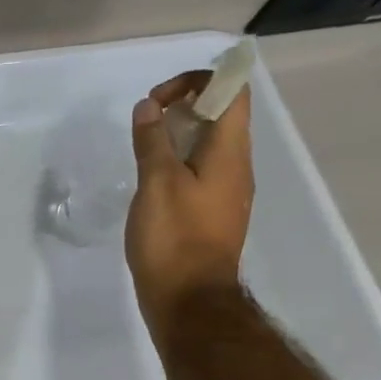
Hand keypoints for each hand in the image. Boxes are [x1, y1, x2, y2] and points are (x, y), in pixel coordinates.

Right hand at [124, 70, 253, 336]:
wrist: (188, 298)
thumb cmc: (174, 238)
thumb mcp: (157, 183)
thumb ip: (152, 141)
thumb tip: (148, 107)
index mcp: (229, 153)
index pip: (232, 92)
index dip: (199, 81)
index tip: (159, 97)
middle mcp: (236, 166)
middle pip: (222, 115)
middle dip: (185, 103)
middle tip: (147, 117)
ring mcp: (225, 190)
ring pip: (209, 143)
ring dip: (179, 131)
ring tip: (144, 143)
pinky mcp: (210, 211)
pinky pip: (200, 168)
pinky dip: (177, 158)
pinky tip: (150, 176)